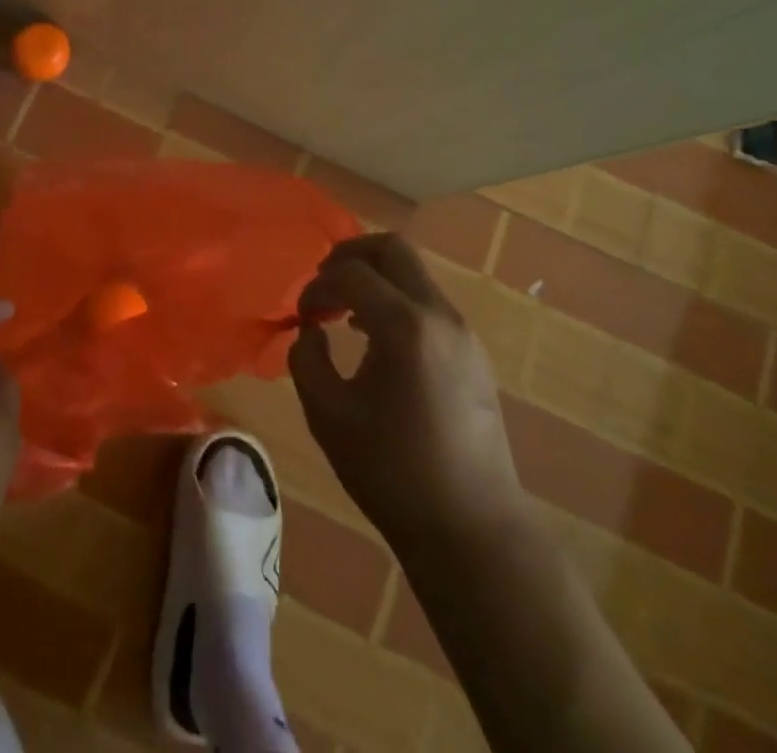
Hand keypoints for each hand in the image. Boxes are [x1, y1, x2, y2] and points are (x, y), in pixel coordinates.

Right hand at [289, 234, 524, 559]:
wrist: (472, 529)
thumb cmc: (393, 474)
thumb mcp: (329, 416)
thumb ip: (307, 360)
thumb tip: (311, 331)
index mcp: (405, 327)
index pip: (350, 272)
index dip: (316, 286)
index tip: (302, 317)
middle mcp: (440, 315)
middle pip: (392, 248)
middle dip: (349, 256)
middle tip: (323, 286)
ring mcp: (463, 332)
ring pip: (413, 273)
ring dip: (374, 279)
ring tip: (344, 314)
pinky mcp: (473, 352)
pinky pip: (427, 301)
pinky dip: (395, 301)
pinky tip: (376, 340)